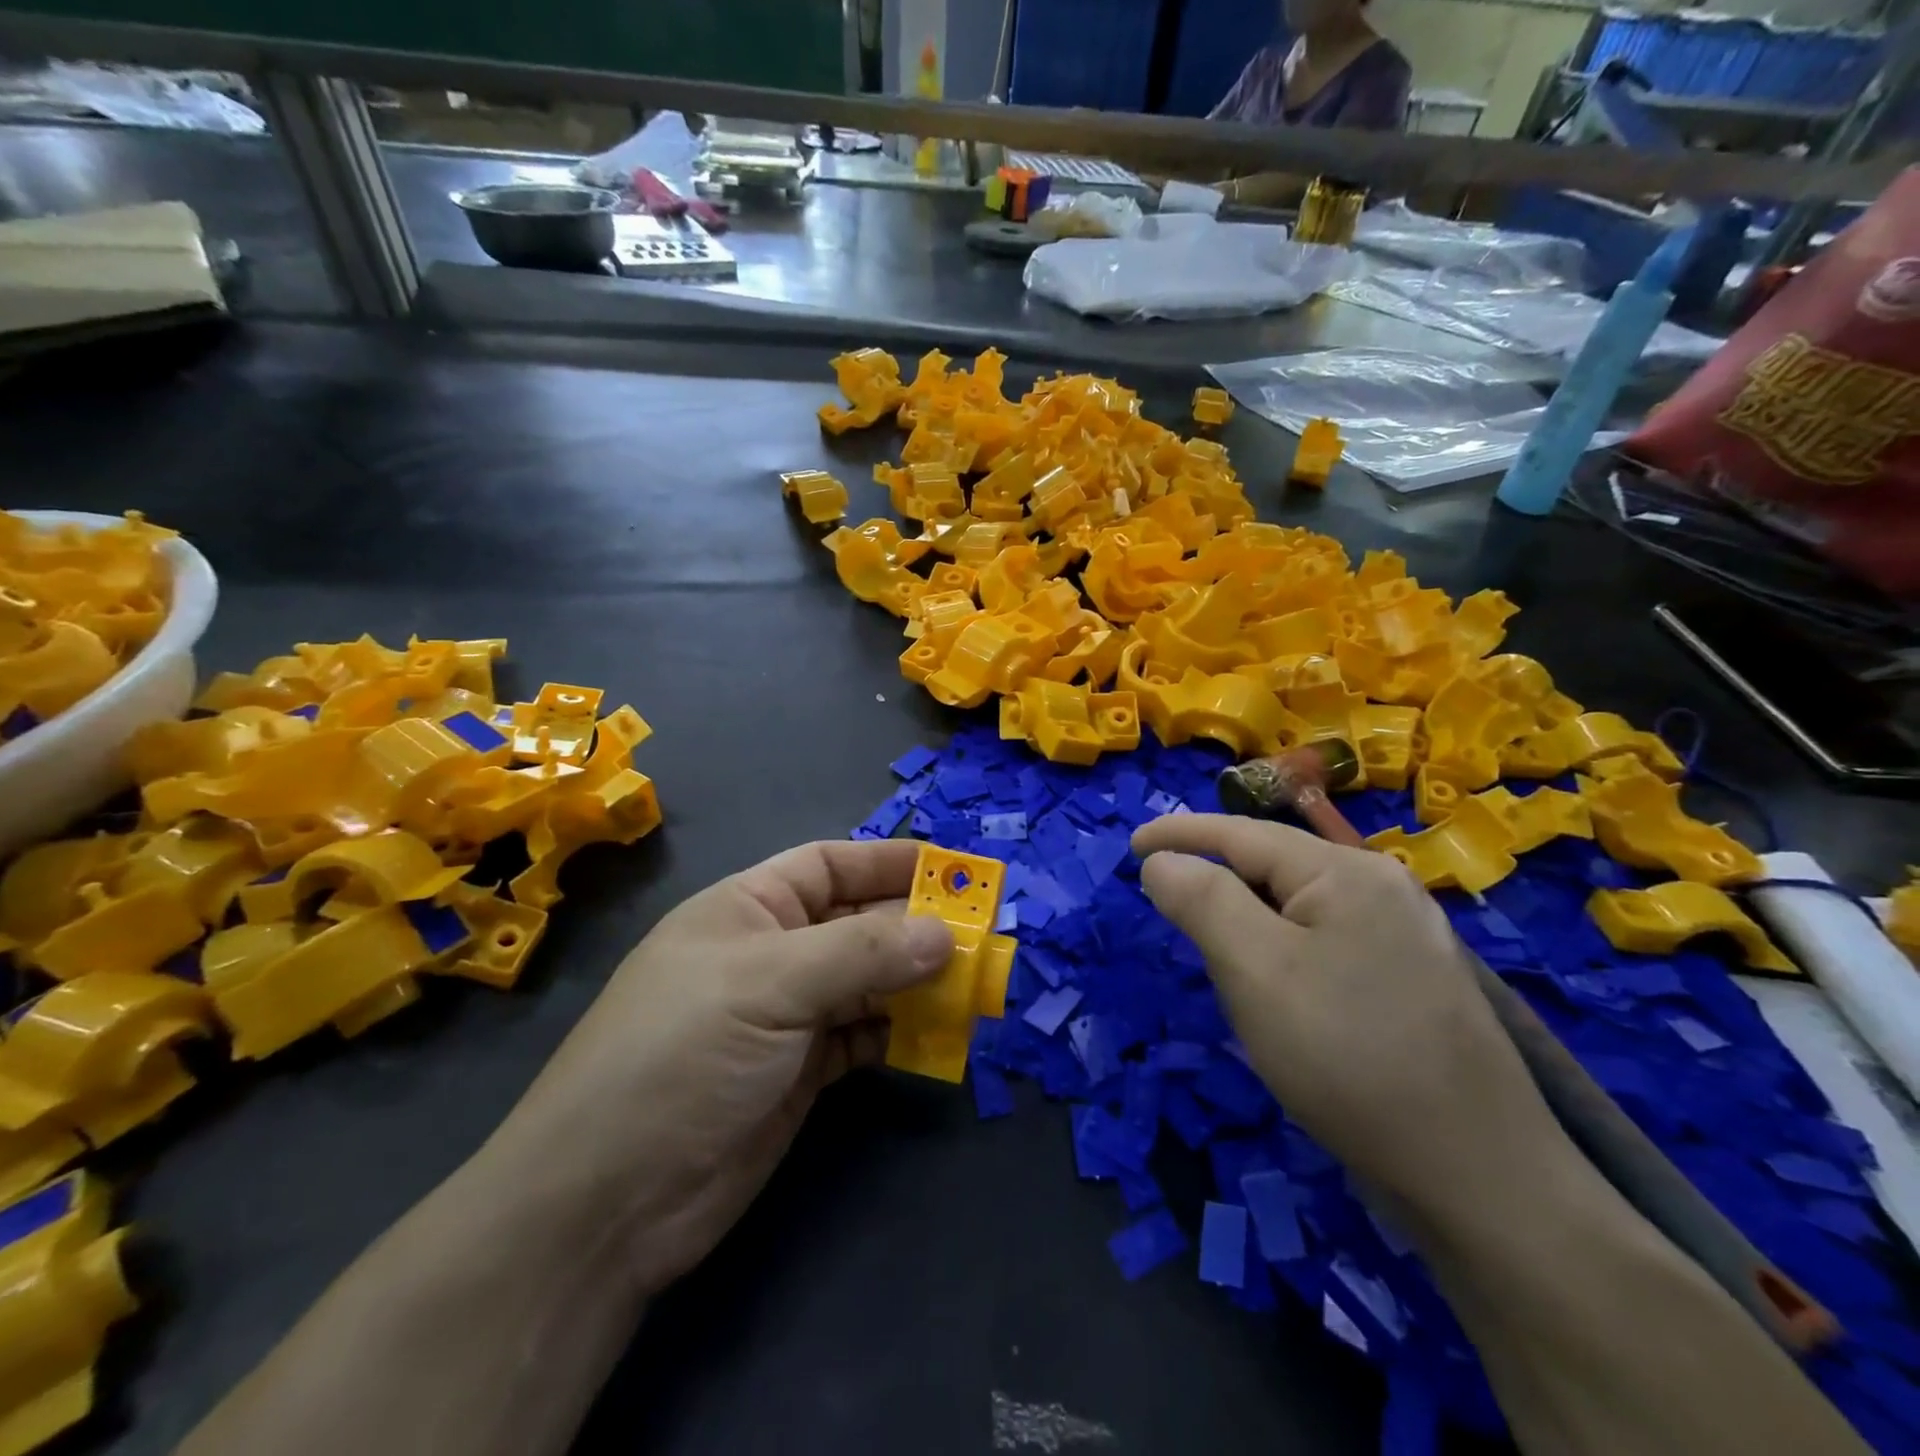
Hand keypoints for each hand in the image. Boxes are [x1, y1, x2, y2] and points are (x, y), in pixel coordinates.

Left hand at [482, 840, 952, 1299]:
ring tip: (974, 986)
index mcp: (750, 908)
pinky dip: (899, 1032)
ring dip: (916, 982)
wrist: (609, 1202)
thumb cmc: (682, 1054)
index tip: (953, 871)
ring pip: (867, 982)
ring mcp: (786, 1016)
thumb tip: (945, 934)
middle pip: (857, 923)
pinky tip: (936, 1035)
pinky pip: (863, 1036)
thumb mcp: (770, 983)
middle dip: (916, 926)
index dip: (889, 862)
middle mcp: (772, 954)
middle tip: (983, 936)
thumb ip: (863, 953)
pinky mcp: (800, 1073)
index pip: (830, 865)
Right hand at [1130, 815, 1567, 1219]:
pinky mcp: (1412, 980)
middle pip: (1274, 867)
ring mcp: (1406, 936)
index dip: (1180, 834)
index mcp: (1347, 872)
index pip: (1242, 834)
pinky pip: (1325, 941)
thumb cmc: (1349, 1058)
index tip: (1130, 843)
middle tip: (1168, 910)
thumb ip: (1202, 901)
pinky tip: (1278, 985)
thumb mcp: (1256, 970)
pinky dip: (1283, 949)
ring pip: (1299, 907)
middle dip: (1217, 882)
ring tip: (1214, 951)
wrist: (1482, 1177)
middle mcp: (1383, 888)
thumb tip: (1163, 860)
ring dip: (1249, 919)